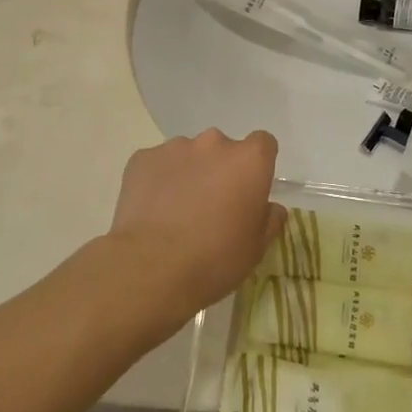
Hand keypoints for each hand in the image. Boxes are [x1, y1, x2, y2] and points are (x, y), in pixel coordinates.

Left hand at [105, 130, 284, 327]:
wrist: (151, 267)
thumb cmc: (215, 259)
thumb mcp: (256, 248)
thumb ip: (269, 219)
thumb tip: (269, 207)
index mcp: (249, 160)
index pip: (263, 144)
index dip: (257, 166)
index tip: (249, 190)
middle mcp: (214, 143)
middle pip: (223, 149)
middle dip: (220, 170)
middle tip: (211, 206)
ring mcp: (175, 147)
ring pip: (188, 155)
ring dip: (189, 174)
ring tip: (177, 211)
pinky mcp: (142, 158)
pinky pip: (157, 165)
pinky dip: (159, 180)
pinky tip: (153, 211)